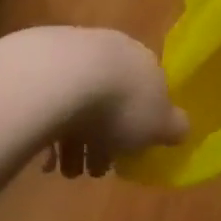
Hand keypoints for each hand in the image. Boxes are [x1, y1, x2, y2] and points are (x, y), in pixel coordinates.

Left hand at [27, 28, 188, 177]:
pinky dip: (49, 129)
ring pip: (79, 103)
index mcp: (144, 61)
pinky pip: (50, 103)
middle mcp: (112, 50)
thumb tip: (181, 128)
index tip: (127, 156)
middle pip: (111, 100)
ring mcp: (74, 52)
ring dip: (74, 140)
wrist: (62, 78)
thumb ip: (174, 127)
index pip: (147, 94)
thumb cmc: (121, 104)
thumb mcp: (160, 124)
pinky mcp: (39, 63)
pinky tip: (45, 157)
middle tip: (92, 169)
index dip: (139, 129)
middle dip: (103, 140)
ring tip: (63, 170)